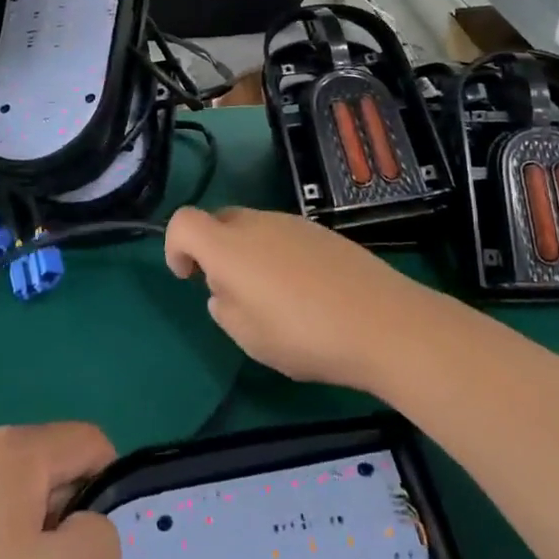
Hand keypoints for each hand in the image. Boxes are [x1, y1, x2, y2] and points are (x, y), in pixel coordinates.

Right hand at [164, 207, 445, 392]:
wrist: (383, 322)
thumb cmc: (303, 335)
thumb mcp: (248, 337)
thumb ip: (224, 307)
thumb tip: (225, 291)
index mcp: (228, 246)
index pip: (183, 222)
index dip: (175, 247)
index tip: (188, 278)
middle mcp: (257, 223)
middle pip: (220, 222)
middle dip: (214, 251)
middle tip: (231, 293)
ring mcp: (294, 223)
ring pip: (254, 229)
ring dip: (248, 255)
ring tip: (273, 300)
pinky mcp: (324, 232)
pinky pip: (285, 236)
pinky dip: (279, 256)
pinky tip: (305, 293)